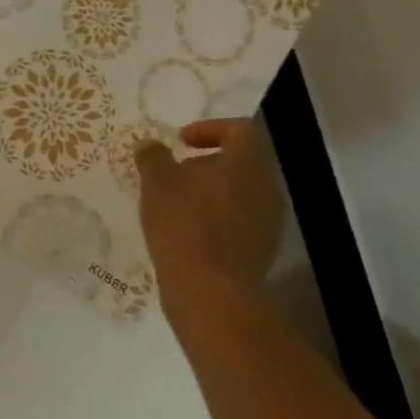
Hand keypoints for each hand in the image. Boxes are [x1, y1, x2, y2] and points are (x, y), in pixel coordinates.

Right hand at [136, 119, 283, 303]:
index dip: (209, 129)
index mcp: (246, 164)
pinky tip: (187, 234)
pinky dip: (216, 220)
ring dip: (210, 193)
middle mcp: (266, 188)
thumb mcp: (157, 182)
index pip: (239, 130)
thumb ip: (153, 157)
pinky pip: (239, 223)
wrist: (209, 290)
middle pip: (240, 162)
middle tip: (173, 175)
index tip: (180, 143)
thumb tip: (151, 145)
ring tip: (176, 206)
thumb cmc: (183, 223)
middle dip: (206, 164)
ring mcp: (268, 222)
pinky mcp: (262, 251)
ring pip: (240, 194)